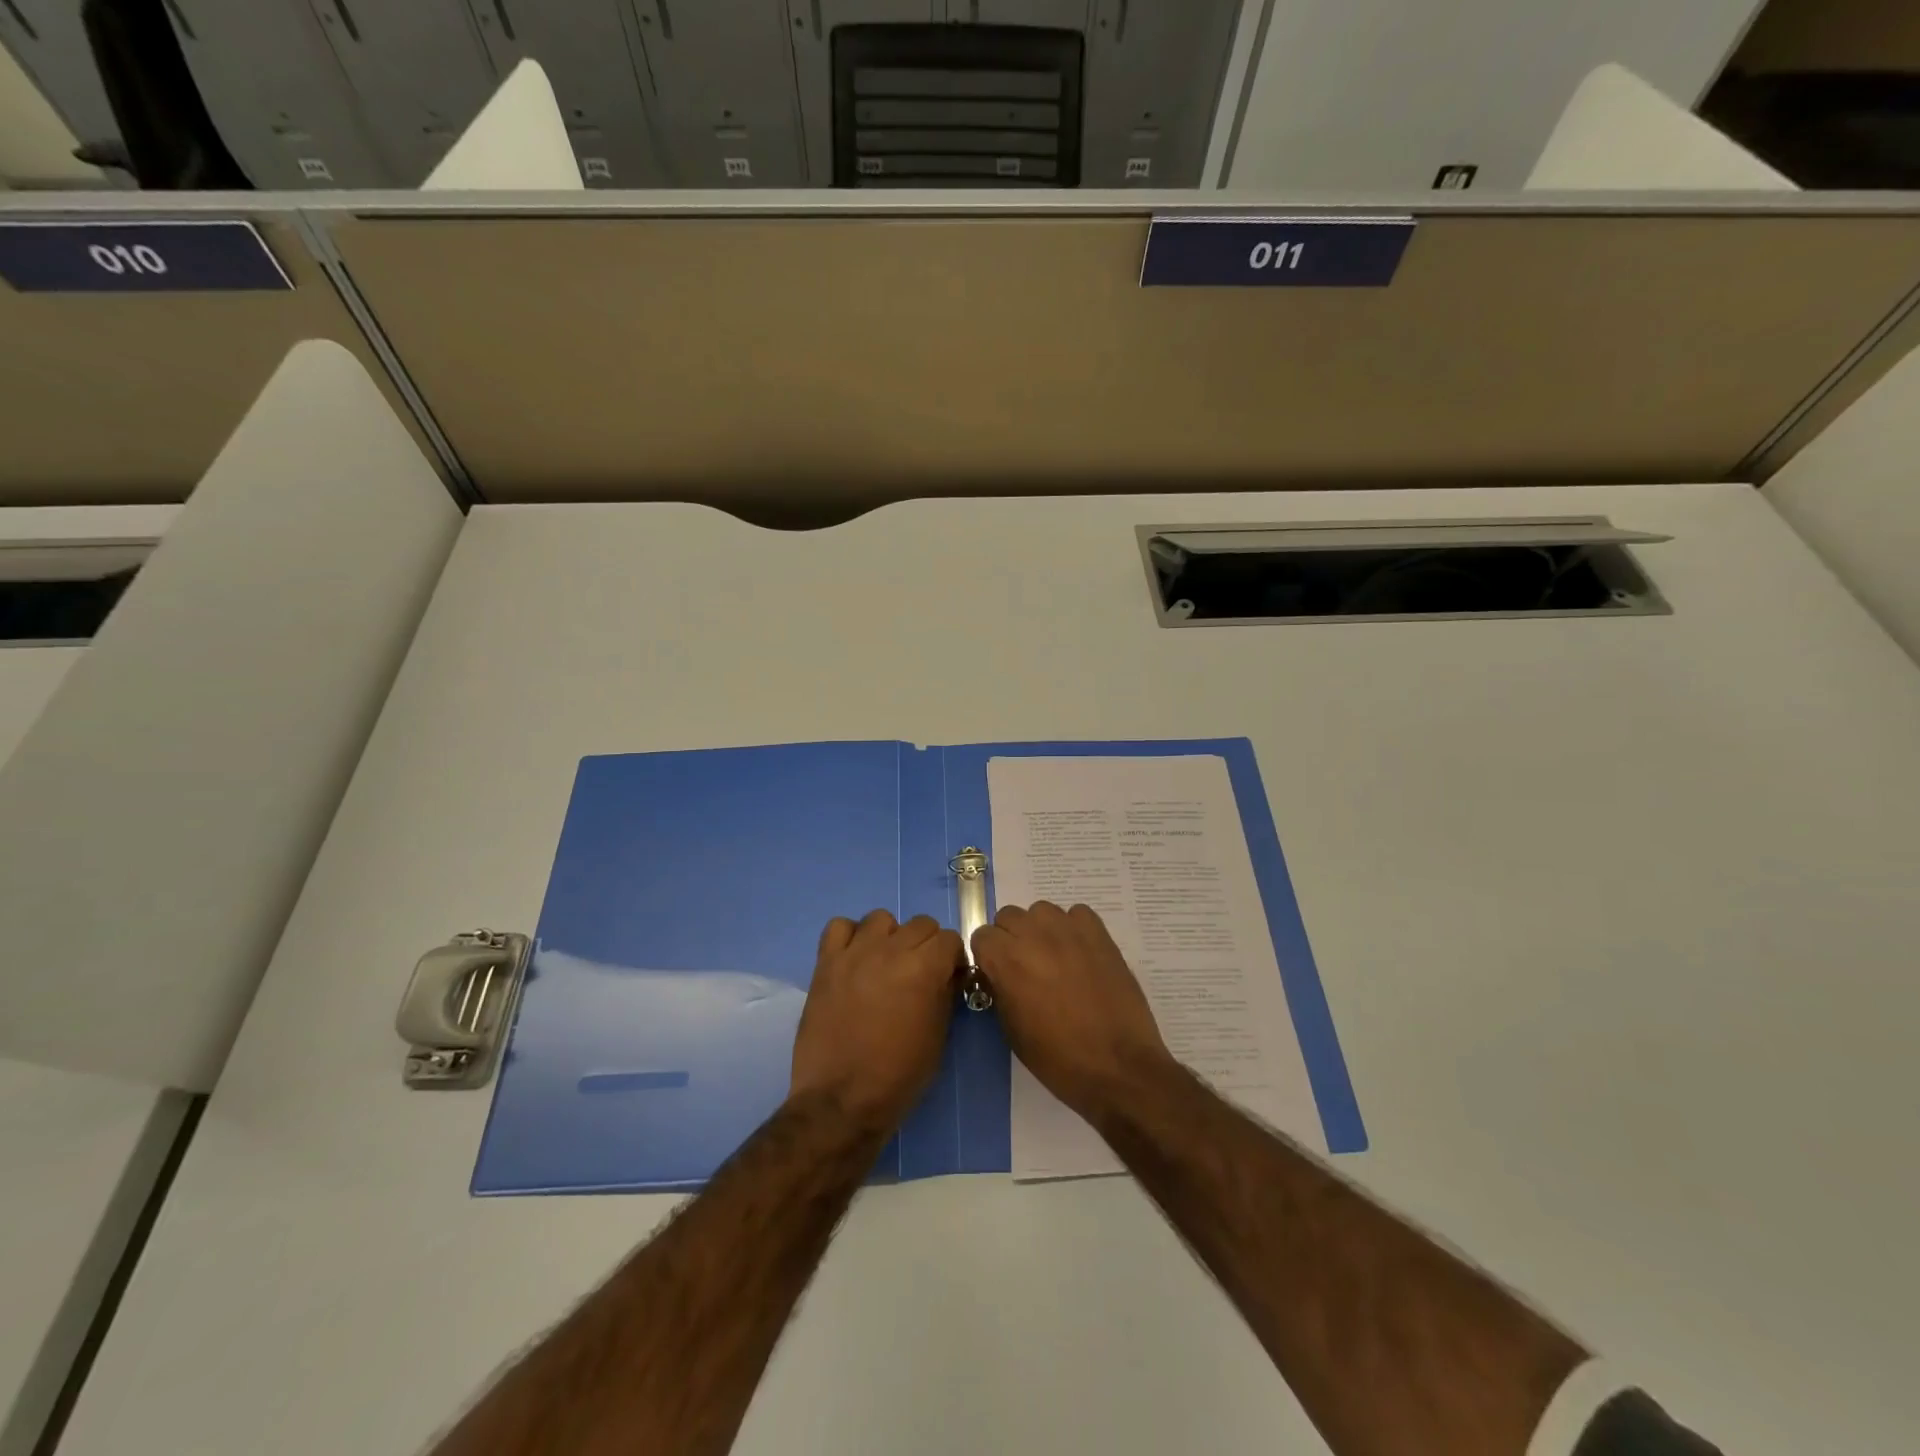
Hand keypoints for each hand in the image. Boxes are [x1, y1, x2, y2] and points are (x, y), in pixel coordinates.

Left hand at [790, 909, 962, 1134]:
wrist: (841, 1100)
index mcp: (924, 968)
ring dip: (889, 937)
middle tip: (918, 973)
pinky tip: (854, 959)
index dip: (952, 958)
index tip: (948, 977)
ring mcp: (855, 953)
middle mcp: (891, 950)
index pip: (949, 939)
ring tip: (884, 964)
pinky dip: (849, 936)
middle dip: (926, 945)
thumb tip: (947, 974)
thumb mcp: (937, 1037)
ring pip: (880, 919)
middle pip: (920, 923)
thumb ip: (945, 994)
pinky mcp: (826, 962)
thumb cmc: (898, 1075)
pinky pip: (839, 927)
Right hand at [970, 902, 1173, 1120]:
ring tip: (1054, 957)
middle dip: (1011, 938)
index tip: (997, 973)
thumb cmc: (1058, 1058)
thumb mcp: (1012, 1030)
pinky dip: (1074, 928)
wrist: (1117, 1066)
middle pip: (1009, 916)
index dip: (987, 955)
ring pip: (1041, 911)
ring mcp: (1068, 930)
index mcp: (1006, 960)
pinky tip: (1080, 953)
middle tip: (1025, 966)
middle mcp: (1033, 935)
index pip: (981, 935)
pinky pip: (1077, 914)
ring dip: (1040, 929)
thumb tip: (997, 974)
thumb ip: (999, 990)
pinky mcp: (1099, 933)